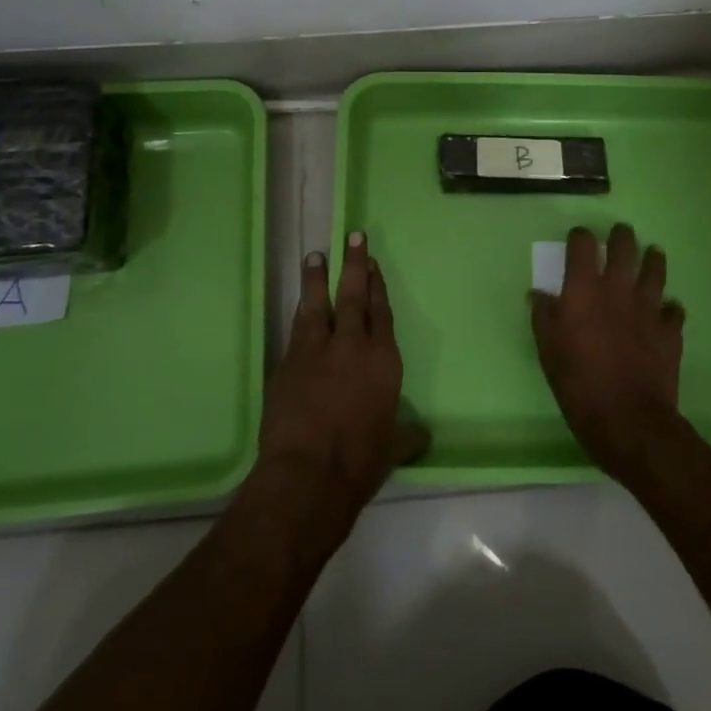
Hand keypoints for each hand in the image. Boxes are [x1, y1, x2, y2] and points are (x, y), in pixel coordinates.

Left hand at [255, 231, 429, 540]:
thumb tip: (423, 436)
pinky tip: (299, 305)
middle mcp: (353, 346)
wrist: (308, 474)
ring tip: (316, 255)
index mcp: (384, 361)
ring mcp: (317, 351)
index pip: (382, 313)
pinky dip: (300, 312)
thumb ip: (406, 435)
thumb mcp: (392, 449)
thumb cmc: (359, 462)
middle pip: (354, 296)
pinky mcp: (288, 362)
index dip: (378, 287)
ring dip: (318, 278)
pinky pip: (296, 329)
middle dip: (354, 264)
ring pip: (319, 304)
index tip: (374, 264)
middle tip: (352, 236)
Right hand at [530, 224, 685, 480]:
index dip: (579, 237)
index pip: (582, 245)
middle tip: (619, 234)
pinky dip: (670, 307)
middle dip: (621, 236)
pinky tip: (667, 311)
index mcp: (583, 290)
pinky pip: (674, 310)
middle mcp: (617, 290)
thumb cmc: (578, 384)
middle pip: (624, 248)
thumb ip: (543, 317)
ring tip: (652, 254)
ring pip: (655, 270)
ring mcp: (648, 309)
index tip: (578, 240)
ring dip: (652, 260)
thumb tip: (538, 294)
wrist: (629, 420)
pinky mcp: (671, 331)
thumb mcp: (548, 351)